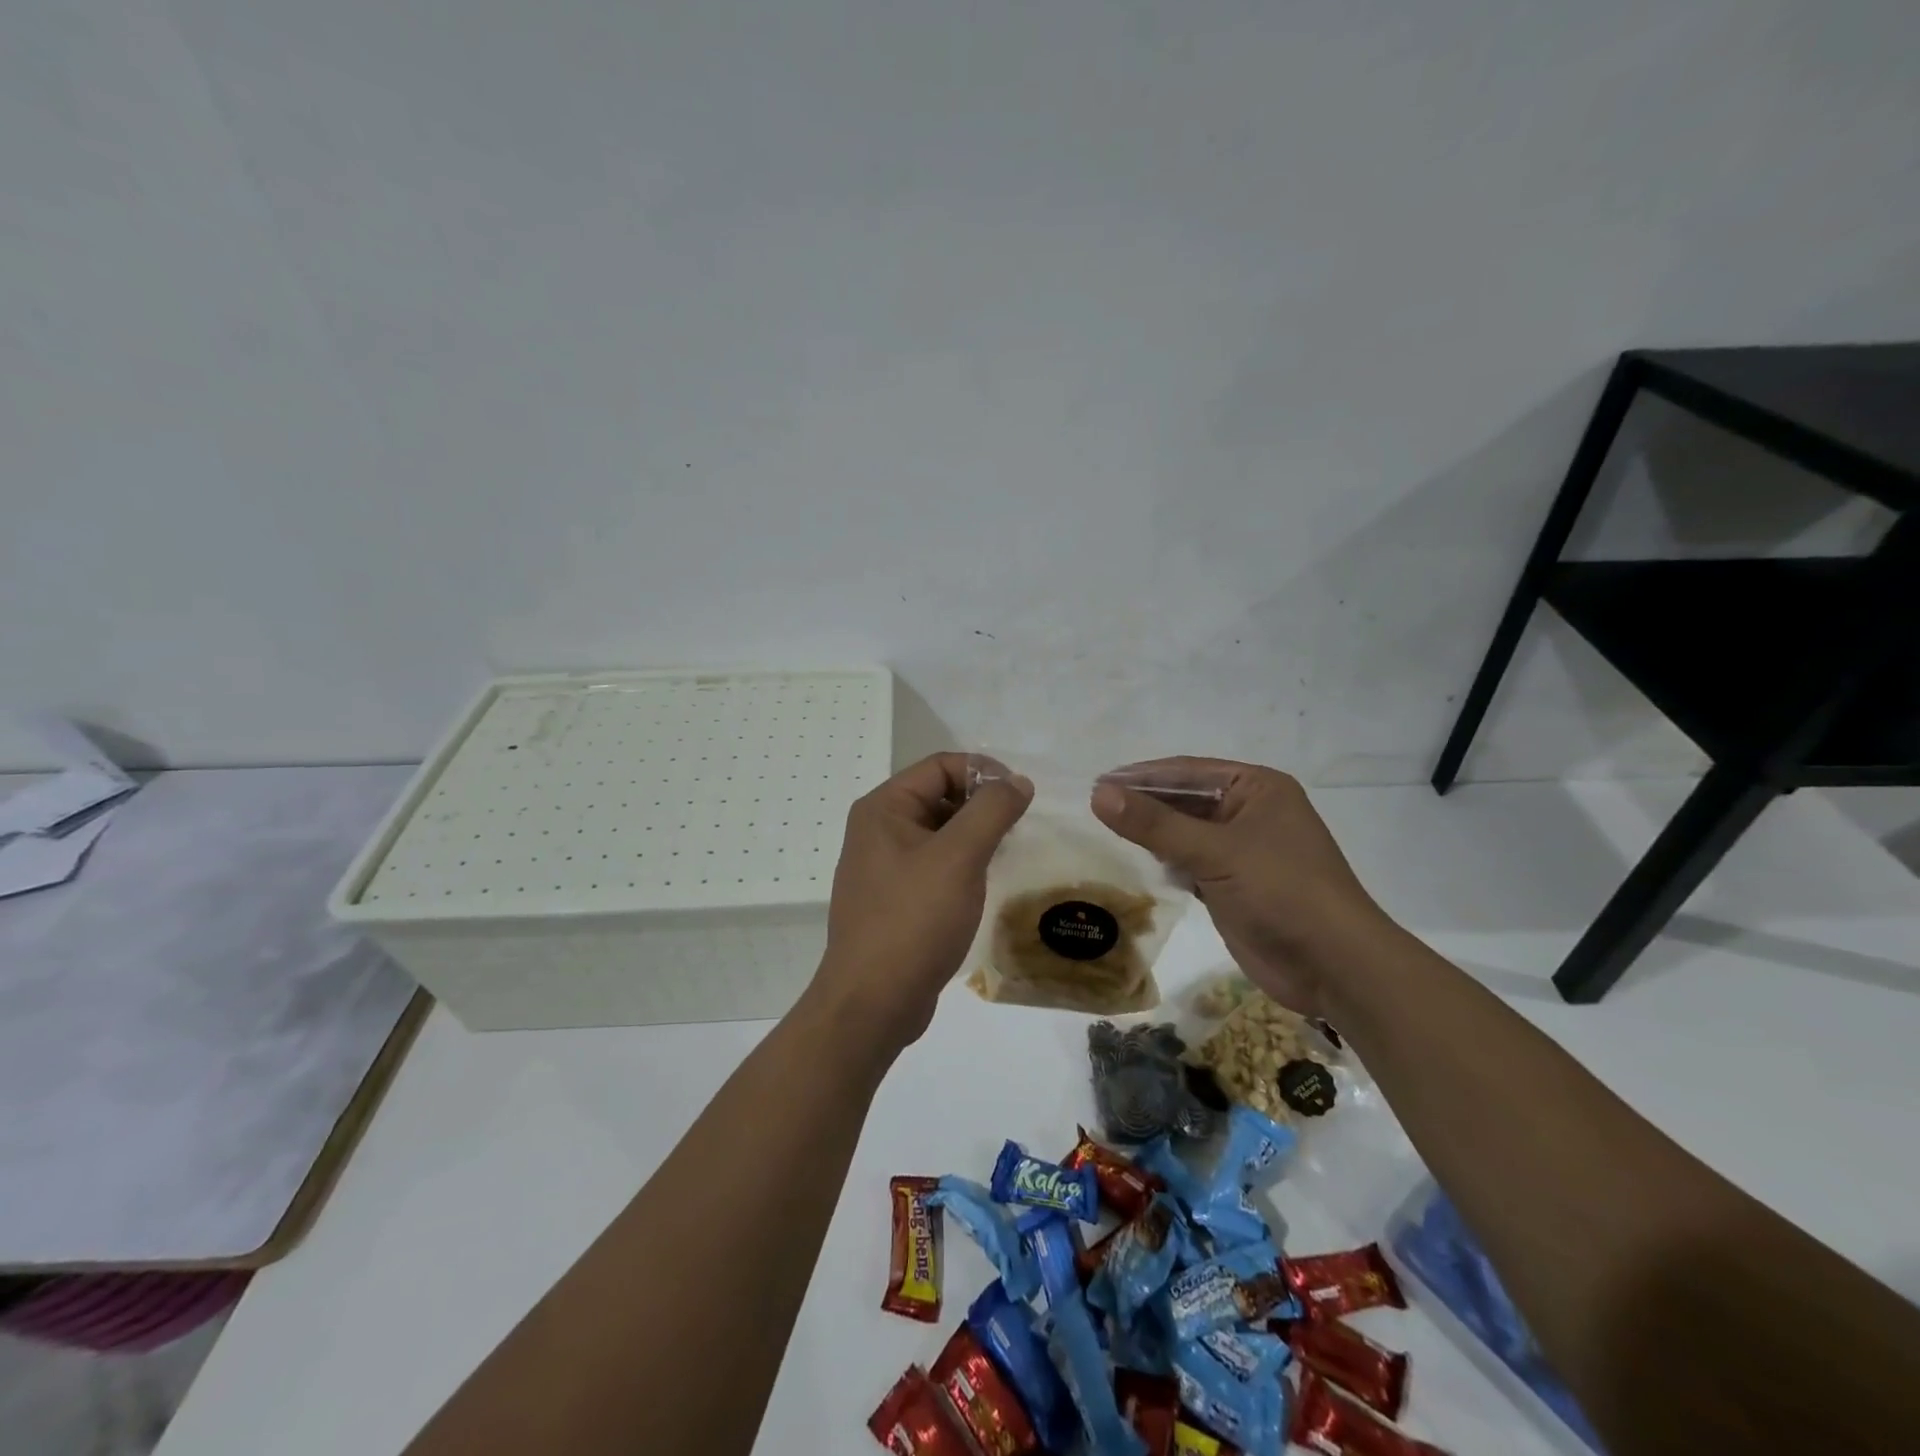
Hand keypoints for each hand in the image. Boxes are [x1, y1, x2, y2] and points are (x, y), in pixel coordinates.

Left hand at [812, 753, 1032, 1047]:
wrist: (872, 1002)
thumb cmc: (914, 920)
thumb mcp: (959, 857)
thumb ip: (991, 811)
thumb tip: (1017, 781)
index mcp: (884, 808)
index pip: (939, 766)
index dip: (983, 772)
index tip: (1021, 796)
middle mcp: (878, 830)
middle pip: (938, 796)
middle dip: (980, 805)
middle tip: (1018, 828)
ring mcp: (883, 867)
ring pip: (939, 833)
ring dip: (974, 836)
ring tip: (1007, 854)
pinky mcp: (894, 899)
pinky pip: (934, 865)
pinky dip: (962, 865)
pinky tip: (984, 884)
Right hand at [1091, 758, 1391, 1017]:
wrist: (1334, 967)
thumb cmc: (1281, 892)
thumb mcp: (1215, 851)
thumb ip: (1155, 824)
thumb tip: (1098, 794)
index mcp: (1257, 788)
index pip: (1187, 772)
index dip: (1141, 776)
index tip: (1097, 783)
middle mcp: (1250, 812)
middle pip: (1185, 801)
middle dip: (1145, 805)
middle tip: (1095, 808)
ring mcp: (1243, 850)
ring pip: (1186, 833)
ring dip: (1153, 834)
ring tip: (1106, 832)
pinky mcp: (1234, 885)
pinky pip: (1191, 862)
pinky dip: (1166, 861)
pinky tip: (1138, 863)